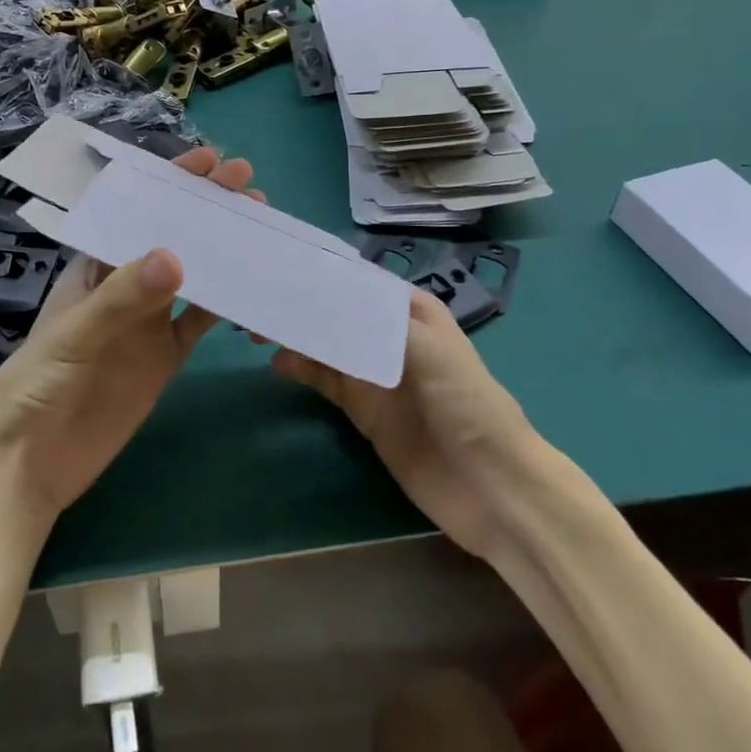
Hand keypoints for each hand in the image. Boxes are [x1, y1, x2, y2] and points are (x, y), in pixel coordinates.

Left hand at [0, 146, 258, 524]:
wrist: (33, 464)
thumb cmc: (37, 386)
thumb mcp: (74, 335)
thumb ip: (123, 298)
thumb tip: (176, 256)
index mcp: (94, 267)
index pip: (134, 213)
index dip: (169, 184)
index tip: (208, 161)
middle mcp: (124, 285)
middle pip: (171, 236)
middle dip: (204, 208)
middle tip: (247, 185)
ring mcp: (147, 321)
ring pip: (192, 274)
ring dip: (222, 249)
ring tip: (259, 224)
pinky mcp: (165, 356)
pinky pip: (200, 321)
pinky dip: (226, 302)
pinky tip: (253, 286)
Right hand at [275, 289, 539, 557]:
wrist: (491, 487)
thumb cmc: (467, 404)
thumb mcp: (429, 350)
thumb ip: (377, 321)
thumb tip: (325, 298)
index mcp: (411, 311)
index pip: (358, 280)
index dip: (323, 272)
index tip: (283, 264)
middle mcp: (389, 335)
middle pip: (337, 310)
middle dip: (302, 303)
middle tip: (261, 299)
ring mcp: (374, 372)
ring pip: (326, 342)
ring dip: (297, 334)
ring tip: (259, 328)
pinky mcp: (363, 408)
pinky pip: (325, 378)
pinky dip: (301, 368)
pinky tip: (278, 363)